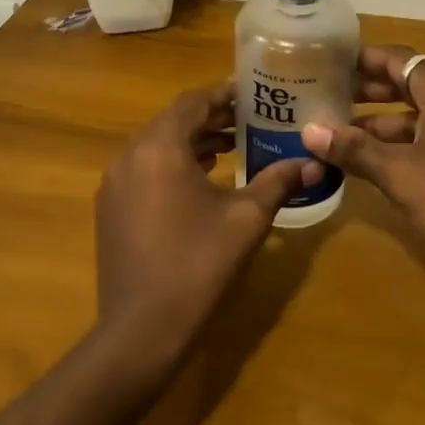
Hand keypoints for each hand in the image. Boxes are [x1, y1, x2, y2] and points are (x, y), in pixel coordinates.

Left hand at [95, 82, 321, 364]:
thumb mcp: (247, 220)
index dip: (225, 94)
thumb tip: (314, 164)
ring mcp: (114, 183)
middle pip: (174, 122)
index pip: (193, 102)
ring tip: (233, 146)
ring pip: (157, 146)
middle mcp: (129, 156)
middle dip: (212, 118)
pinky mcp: (110, 208)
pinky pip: (144, 169)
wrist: (142, 330)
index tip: (255, 93)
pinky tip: (202, 179)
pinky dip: (173, 164)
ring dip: (193, 141)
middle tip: (251, 119)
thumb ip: (278, 182)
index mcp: (160, 148)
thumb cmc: (199, 265)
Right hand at [301, 47, 424, 290]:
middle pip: (410, 83)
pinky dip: (406, 143)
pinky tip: (377, 163)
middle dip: (369, 92)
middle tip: (328, 99)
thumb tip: (310, 131)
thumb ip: (355, 149)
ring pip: (422, 114)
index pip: (399, 59)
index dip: (363, 60)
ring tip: (341, 136)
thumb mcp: (399, 175)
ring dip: (384, 123)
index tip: (329, 64)